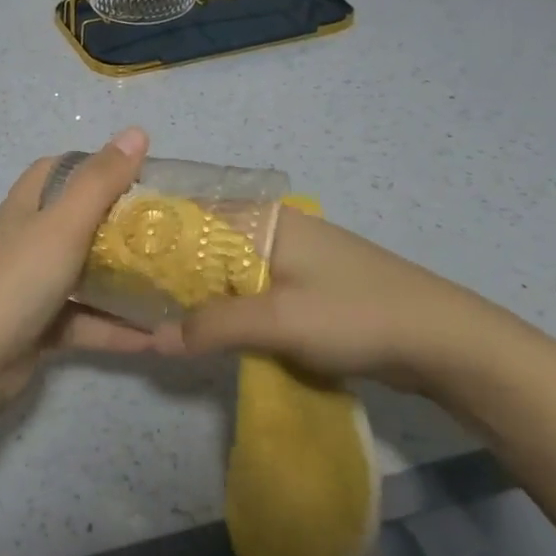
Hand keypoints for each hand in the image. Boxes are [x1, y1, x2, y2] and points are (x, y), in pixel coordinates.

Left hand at [0, 128, 156, 392]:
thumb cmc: (18, 281)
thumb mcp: (63, 225)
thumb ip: (100, 181)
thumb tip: (136, 131)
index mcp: (27, 206)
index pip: (59, 170)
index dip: (96, 167)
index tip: (141, 177)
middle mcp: (27, 239)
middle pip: (78, 222)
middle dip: (122, 227)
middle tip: (169, 234)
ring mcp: (32, 284)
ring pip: (86, 274)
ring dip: (125, 282)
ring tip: (174, 285)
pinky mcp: (40, 325)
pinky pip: (85, 319)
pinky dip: (116, 327)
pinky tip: (158, 338)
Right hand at [157, 207, 524, 393]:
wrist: (445, 343)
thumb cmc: (358, 314)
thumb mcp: (280, 320)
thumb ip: (213, 326)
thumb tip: (154, 338)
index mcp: (263, 218)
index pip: (189, 212)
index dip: (149, 234)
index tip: (110, 256)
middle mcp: (270, 228)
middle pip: (202, 242)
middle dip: (166, 269)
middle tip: (123, 292)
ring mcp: (287, 257)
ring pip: (223, 269)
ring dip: (194, 291)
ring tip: (149, 311)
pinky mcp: (301, 286)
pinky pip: (245, 289)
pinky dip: (221, 305)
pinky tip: (198, 326)